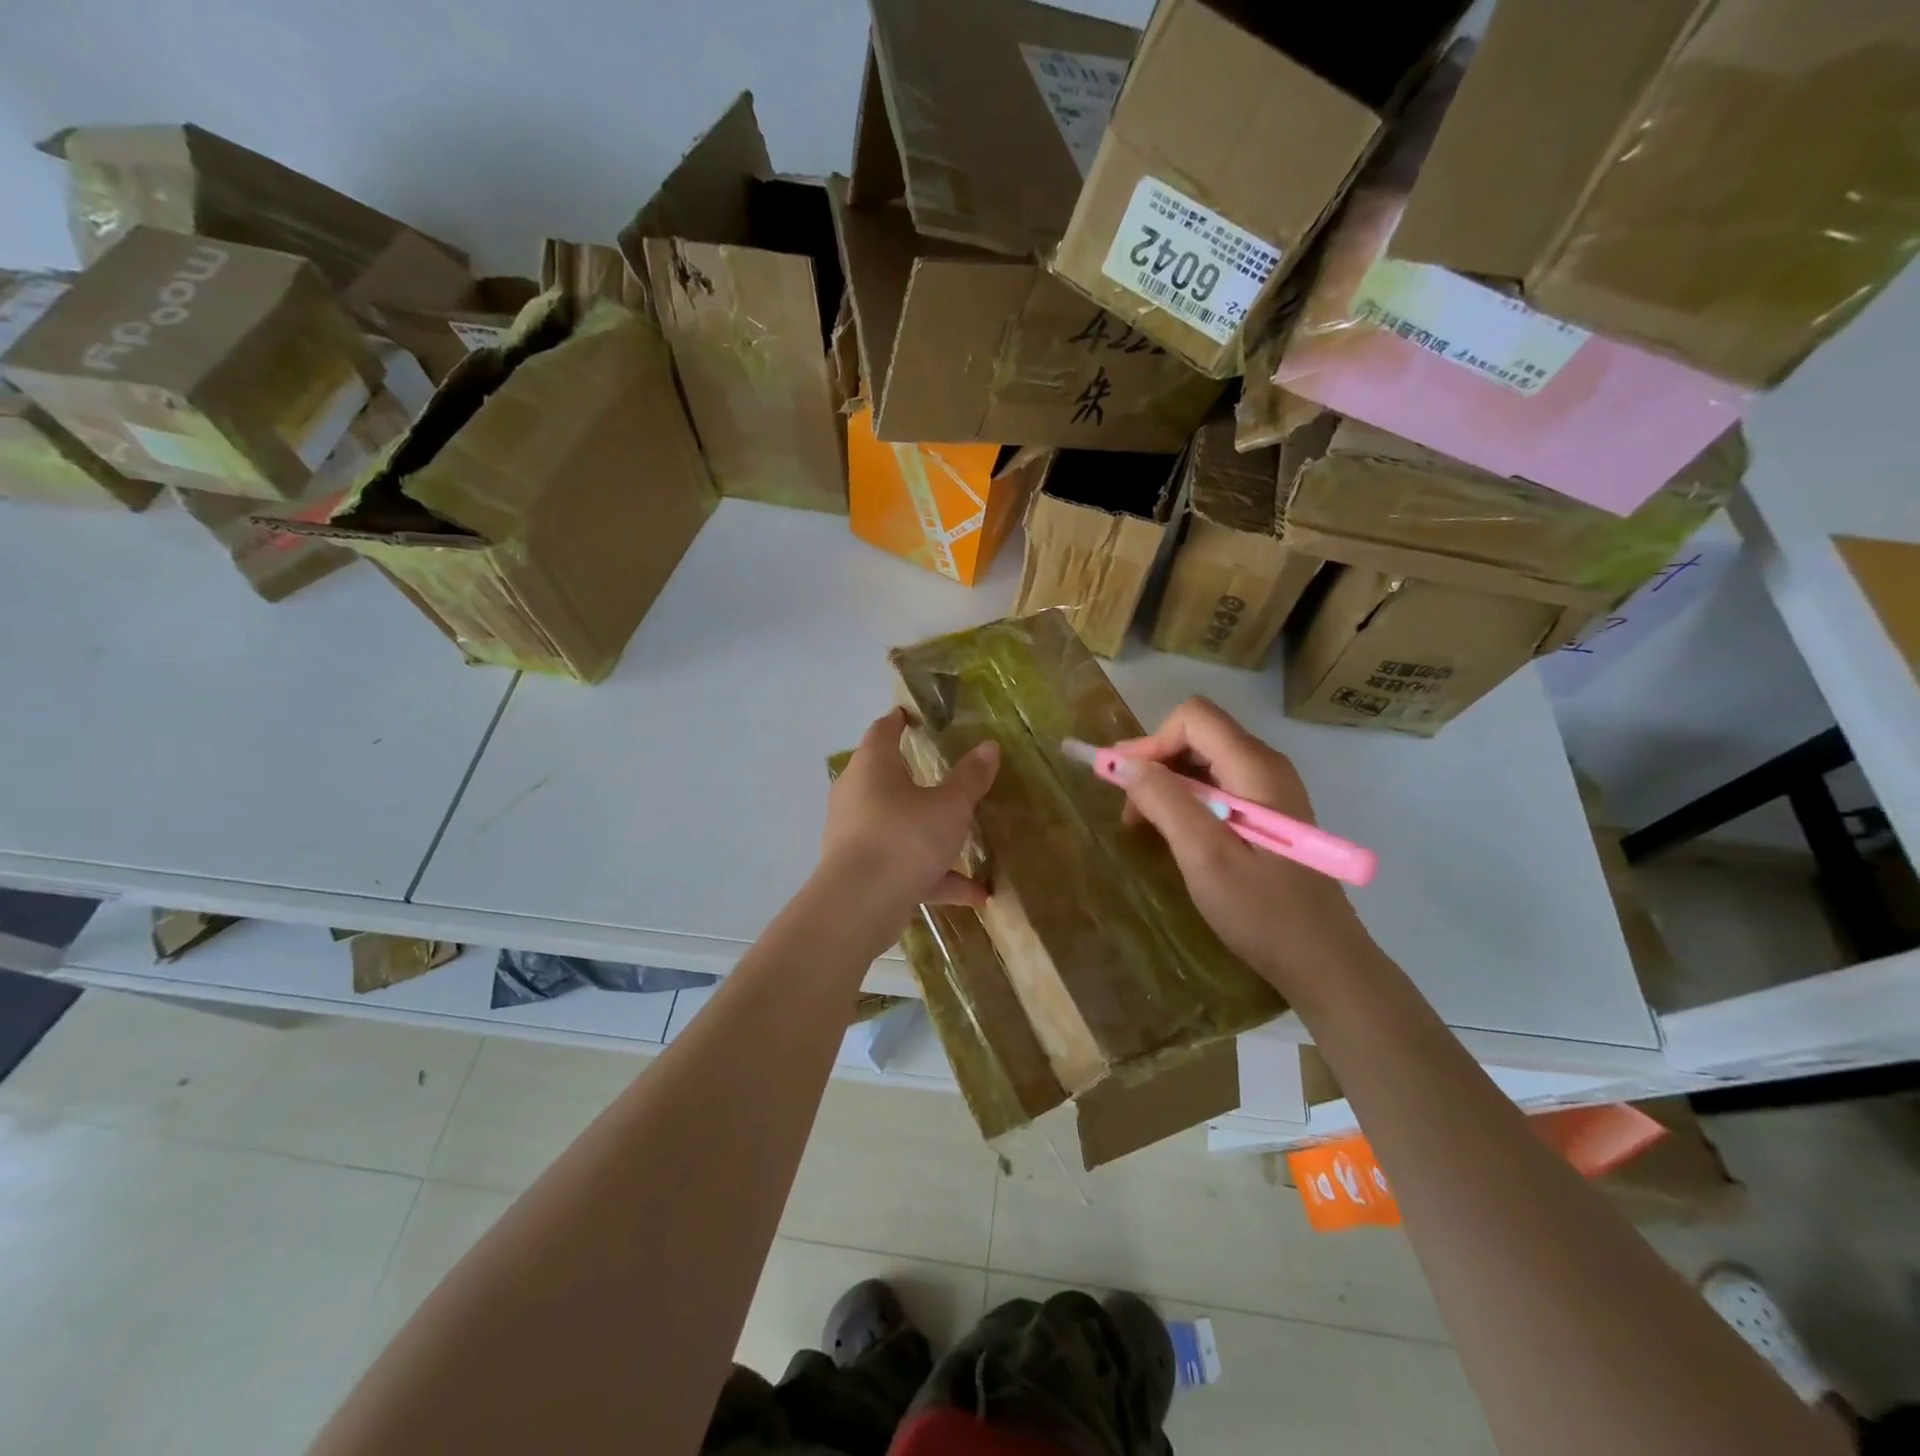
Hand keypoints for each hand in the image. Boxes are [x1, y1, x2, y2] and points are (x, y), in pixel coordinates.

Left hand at [818, 708, 998, 914]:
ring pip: (899, 825)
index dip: (899, 720)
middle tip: (947, 773)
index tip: (913, 716)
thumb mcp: (949, 807)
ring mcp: (856, 835)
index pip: (883, 730)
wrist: (859, 905)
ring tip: (969, 842)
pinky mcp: (863, 871)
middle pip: (886, 777)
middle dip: (916, 778)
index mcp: (872, 766)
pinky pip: (905, 865)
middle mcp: (857, 794)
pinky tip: (976, 894)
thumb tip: (989, 747)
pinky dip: (935, 875)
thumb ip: (970, 779)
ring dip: (933, 834)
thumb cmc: (904, 838)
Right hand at [1111, 697, 1376, 1010]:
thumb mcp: (1204, 855)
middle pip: (1198, 735)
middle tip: (1128, 808)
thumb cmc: (1262, 911)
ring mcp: (1270, 789)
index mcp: (1255, 768)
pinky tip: (1174, 834)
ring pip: (1205, 760)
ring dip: (1167, 784)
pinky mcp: (1268, 813)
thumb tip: (1123, 762)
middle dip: (1155, 763)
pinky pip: (1218, 786)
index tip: (1124, 783)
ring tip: (1144, 825)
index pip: (1193, 718)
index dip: (1152, 742)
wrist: (1323, 961)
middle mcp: (1266, 766)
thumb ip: (1164, 801)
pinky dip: (1186, 800)